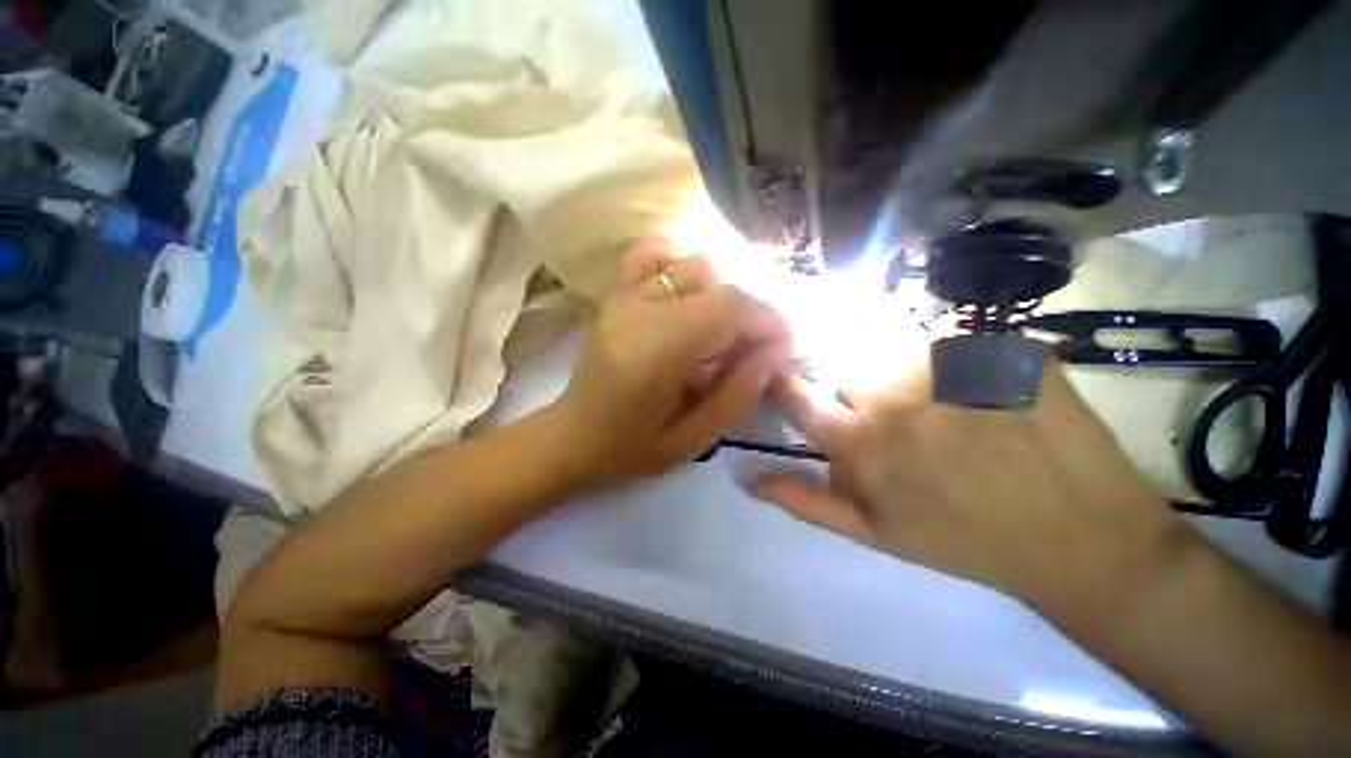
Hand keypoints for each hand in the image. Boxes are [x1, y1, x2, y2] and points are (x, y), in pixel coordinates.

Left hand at [555, 239, 792, 483]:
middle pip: (717, 282)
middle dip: (750, 313)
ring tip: (722, 331)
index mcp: (655, 351)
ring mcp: (624, 295)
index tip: (782, 347)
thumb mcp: (692, 439)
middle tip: (754, 349)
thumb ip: (737, 392)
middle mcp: (638, 310)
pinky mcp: (617, 293)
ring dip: (722, 295)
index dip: (767, 320)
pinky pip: (654, 254)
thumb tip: (776, 350)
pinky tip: (690, 296)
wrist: (574, 432)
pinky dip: (682, 265)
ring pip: (694, 265)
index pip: (729, 307)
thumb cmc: (631, 446)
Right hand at [747, 358, 1190, 607]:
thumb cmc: (966, 543)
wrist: (1083, 538)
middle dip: (864, 397)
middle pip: (851, 374)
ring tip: (952, 415)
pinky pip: (955, 344)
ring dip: (910, 379)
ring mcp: (951, 364)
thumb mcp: (872, 533)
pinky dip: (962, 365)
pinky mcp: (1001, 348)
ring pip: (899, 354)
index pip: (797, 396)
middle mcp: (893, 394)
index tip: (785, 377)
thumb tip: (743, 475)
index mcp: (860, 441)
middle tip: (907, 429)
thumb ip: (803, 500)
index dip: (786, 385)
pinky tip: (991, 399)